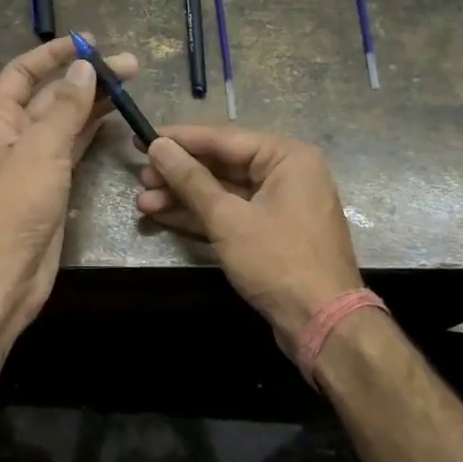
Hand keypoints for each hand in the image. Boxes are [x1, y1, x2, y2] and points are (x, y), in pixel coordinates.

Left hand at [0, 36, 137, 333]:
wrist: (3, 274)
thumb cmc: (14, 206)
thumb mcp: (41, 150)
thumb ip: (65, 109)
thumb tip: (83, 69)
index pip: (24, 72)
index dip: (54, 54)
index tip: (89, 41)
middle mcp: (13, 135)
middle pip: (51, 96)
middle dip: (86, 78)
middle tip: (130, 66)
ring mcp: (33, 161)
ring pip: (66, 122)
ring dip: (94, 103)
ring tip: (130, 86)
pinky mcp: (51, 185)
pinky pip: (73, 148)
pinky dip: (92, 132)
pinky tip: (114, 119)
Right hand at [136, 125, 363, 359]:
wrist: (322, 323)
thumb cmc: (278, 261)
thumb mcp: (228, 218)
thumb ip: (191, 180)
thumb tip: (158, 147)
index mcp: (287, 157)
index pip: (223, 138)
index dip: (179, 140)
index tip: (142, 138)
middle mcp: (287, 173)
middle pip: (222, 165)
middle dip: (178, 174)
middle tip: (140, 177)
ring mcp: (280, 205)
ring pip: (223, 192)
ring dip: (183, 198)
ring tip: (142, 202)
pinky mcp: (271, 234)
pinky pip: (231, 214)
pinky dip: (201, 216)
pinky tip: (163, 216)